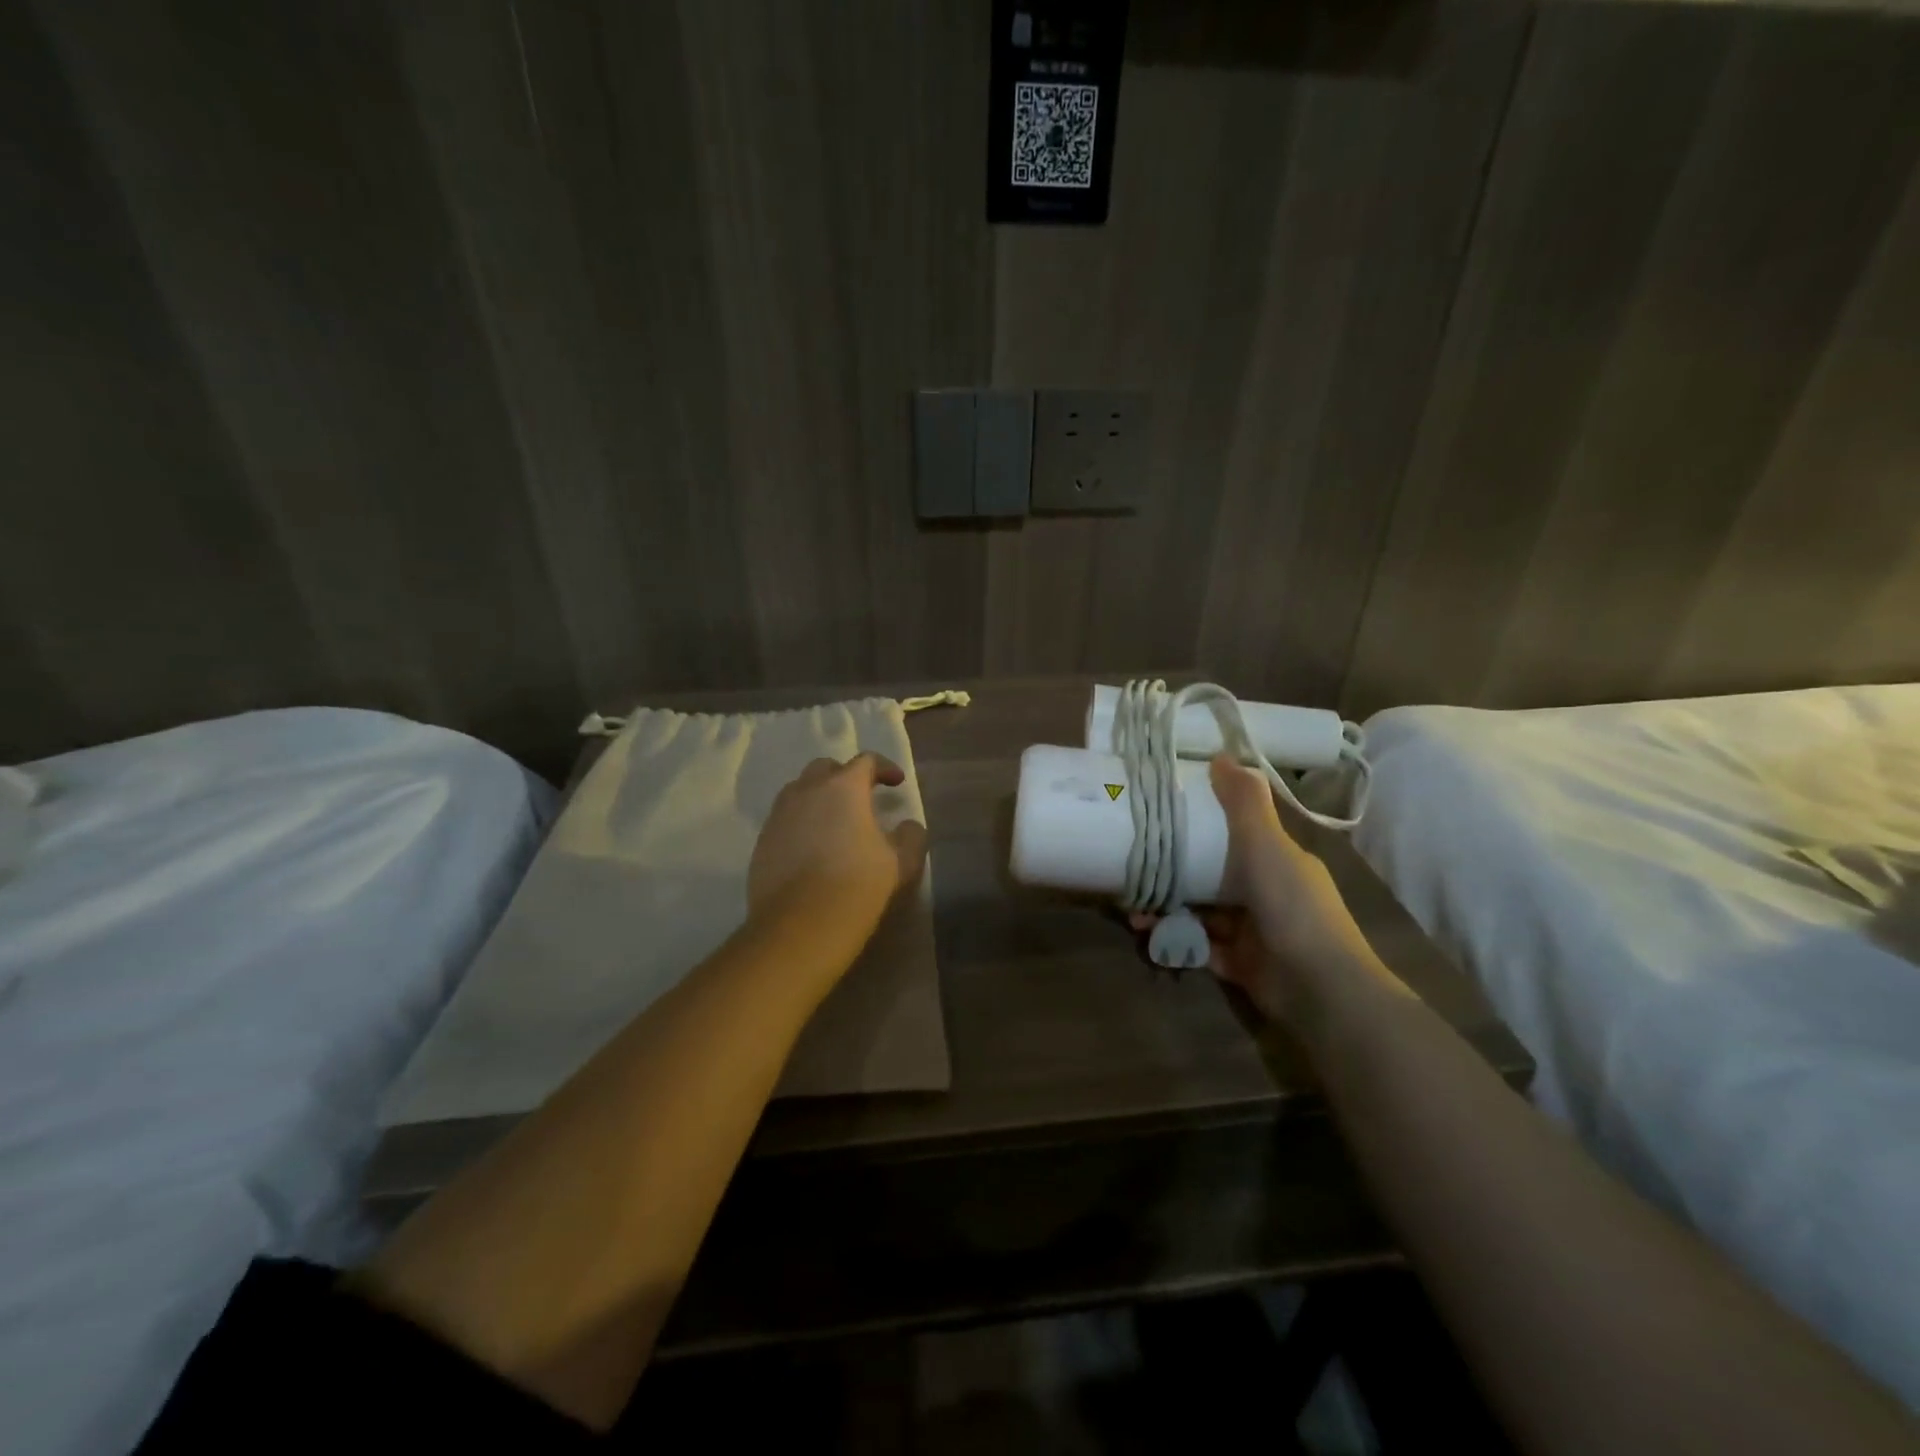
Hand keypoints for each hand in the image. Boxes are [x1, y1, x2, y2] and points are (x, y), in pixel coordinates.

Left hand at [748, 753, 928, 927]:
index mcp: (844, 788)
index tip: (896, 783)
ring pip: (799, 791)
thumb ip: (910, 837)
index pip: (865, 761)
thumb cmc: (857, 884)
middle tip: (861, 798)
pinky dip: (800, 824)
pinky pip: (784, 820)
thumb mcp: (900, 862)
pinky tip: (812, 849)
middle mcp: (806, 791)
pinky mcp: (762, 842)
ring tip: (833, 822)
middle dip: (845, 776)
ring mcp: (779, 815)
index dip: (884, 768)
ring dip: (818, 798)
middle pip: (825, 768)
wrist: (801, 924)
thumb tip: (908, 826)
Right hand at [1133, 755, 1384, 1020]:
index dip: (1205, 820)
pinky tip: (1146, 932)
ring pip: (1200, 911)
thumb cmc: (1291, 906)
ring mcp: (1253, 930)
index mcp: (1278, 859)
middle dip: (1174, 869)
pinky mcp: (1239, 964)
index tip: (1166, 811)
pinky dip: (1174, 938)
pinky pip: (1198, 945)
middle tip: (1136, 862)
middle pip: (1213, 872)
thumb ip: (1245, 803)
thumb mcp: (1267, 845)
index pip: (1239, 831)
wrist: (1318, 989)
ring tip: (1132, 907)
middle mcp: (1266, 891)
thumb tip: (1221, 755)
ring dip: (1167, 906)